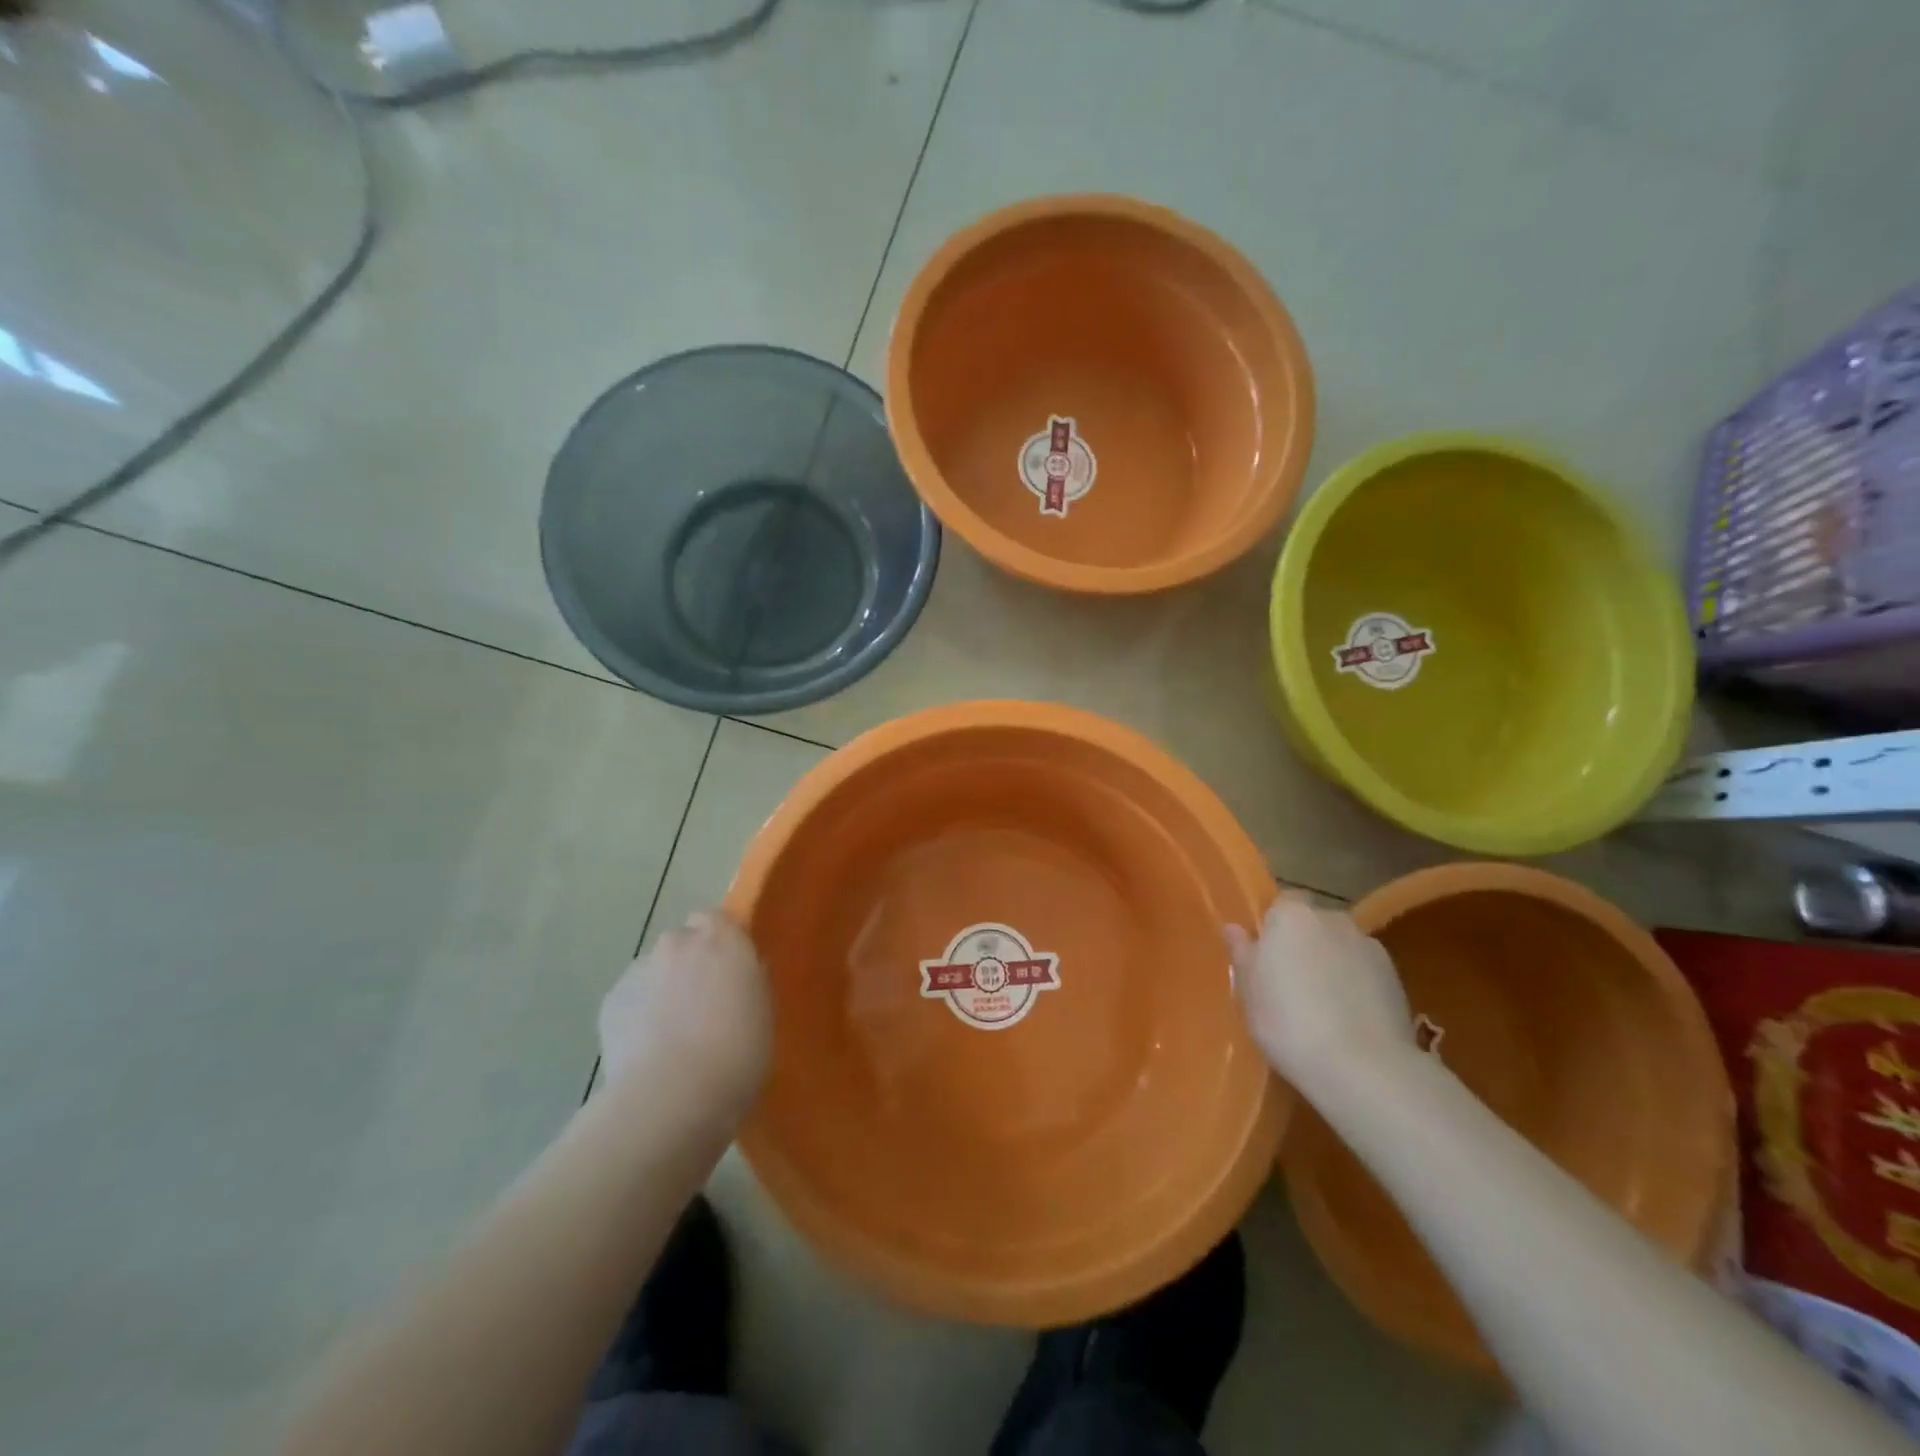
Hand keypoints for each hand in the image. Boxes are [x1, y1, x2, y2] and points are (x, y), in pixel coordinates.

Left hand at [598, 911, 771, 1119]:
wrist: (672, 1095)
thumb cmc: (737, 1052)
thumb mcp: (763, 1012)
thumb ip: (748, 983)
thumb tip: (737, 978)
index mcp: (723, 939)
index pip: (715, 919)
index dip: (718, 942)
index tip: (727, 970)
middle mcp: (678, 943)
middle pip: (681, 943)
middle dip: (688, 965)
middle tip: (701, 1004)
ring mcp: (640, 970)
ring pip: (653, 971)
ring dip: (661, 990)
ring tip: (671, 1036)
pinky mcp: (610, 1001)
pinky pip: (630, 1000)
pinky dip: (637, 1016)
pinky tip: (648, 1051)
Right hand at [1224, 892, 1413, 1094]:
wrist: (1362, 1067)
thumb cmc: (1288, 1021)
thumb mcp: (1249, 991)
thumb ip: (1243, 953)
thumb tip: (1235, 929)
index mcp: (1292, 916)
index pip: (1281, 904)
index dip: (1273, 928)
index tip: (1265, 958)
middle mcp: (1333, 919)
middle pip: (1313, 924)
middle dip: (1304, 945)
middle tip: (1290, 983)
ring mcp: (1369, 947)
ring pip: (1341, 948)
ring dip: (1332, 965)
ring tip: (1323, 1007)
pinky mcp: (1397, 979)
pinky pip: (1365, 973)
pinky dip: (1357, 986)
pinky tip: (1349, 1020)